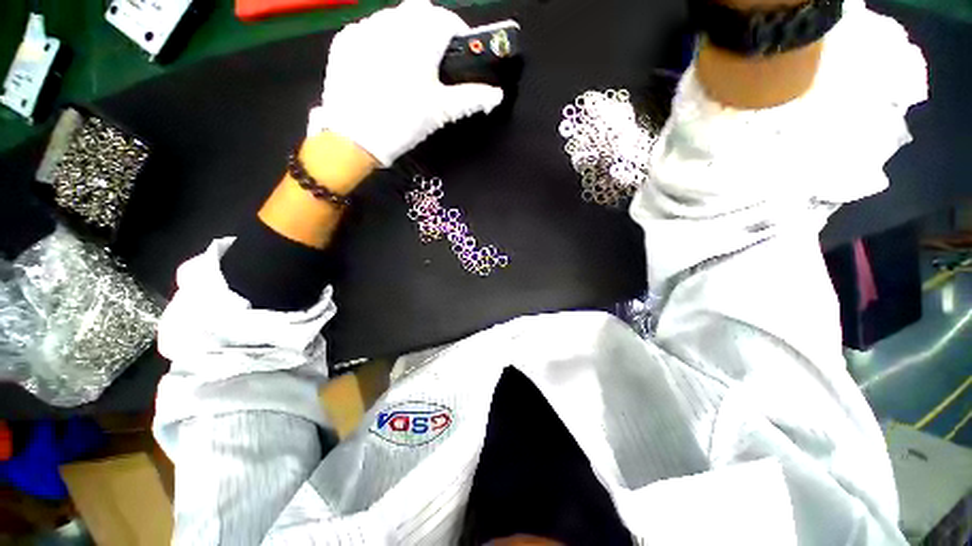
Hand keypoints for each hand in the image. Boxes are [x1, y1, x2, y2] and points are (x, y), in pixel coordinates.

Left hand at [307, 0, 504, 166]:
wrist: (354, 138)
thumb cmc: (403, 122)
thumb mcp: (441, 111)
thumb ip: (472, 98)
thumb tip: (496, 95)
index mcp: (420, 37)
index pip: (446, 19)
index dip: (458, 33)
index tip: (460, 52)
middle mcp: (391, 23)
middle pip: (420, 13)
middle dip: (432, 31)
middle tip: (434, 62)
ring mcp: (364, 28)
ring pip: (394, 18)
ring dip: (407, 34)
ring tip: (407, 67)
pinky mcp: (345, 40)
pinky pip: (370, 29)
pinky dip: (382, 41)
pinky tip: (383, 68)